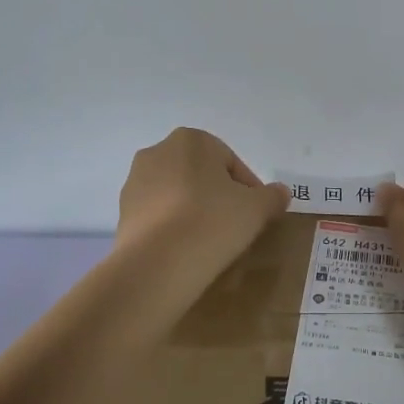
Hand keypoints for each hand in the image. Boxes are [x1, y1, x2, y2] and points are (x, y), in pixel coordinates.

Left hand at [115, 129, 289, 289]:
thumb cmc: (213, 221)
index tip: (257, 214)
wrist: (158, 263)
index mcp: (192, 140)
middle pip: (201, 175)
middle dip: (218, 196)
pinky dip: (174, 227)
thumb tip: (281, 192)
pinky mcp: (122, 213)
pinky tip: (186, 250)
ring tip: (210, 241)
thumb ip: (272, 196)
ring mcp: (135, 183)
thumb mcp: (257, 208)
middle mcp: (158, 152)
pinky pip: (159, 216)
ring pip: (177, 194)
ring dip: (194, 211)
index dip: (249, 189)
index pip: (231, 162)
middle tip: (236, 226)